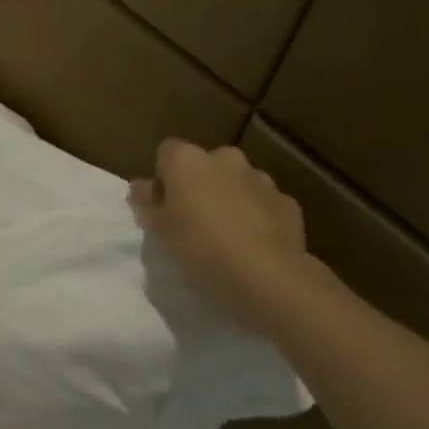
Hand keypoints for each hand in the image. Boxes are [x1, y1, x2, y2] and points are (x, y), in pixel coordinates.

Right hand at [129, 140, 314, 333]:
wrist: (267, 276)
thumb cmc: (199, 248)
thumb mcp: (159, 230)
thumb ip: (147, 203)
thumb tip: (141, 186)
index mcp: (187, 161)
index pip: (166, 152)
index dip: (163, 177)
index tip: (162, 206)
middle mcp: (225, 159)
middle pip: (204, 164)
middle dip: (198, 185)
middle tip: (190, 220)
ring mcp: (260, 178)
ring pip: (235, 181)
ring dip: (227, 198)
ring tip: (223, 235)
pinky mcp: (287, 202)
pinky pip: (261, 202)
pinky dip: (255, 215)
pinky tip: (251, 244)